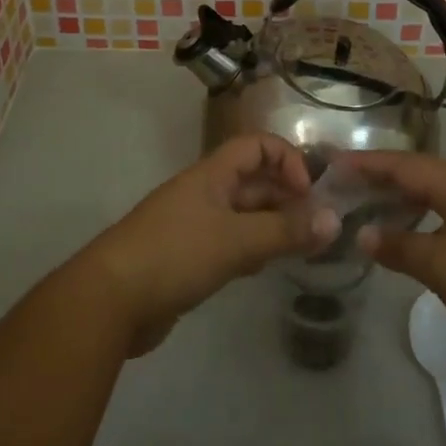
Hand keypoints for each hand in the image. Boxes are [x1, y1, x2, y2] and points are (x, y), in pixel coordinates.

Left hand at [81, 135, 340, 355]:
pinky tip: (264, 268)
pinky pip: (229, 242)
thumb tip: (334, 220)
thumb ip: (284, 231)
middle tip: (317, 225)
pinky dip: (251, 248)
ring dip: (272, 223)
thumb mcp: (236, 241)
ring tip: (301, 247)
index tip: (308, 193)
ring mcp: (194, 225)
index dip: (286, 159)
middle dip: (285, 195)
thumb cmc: (175, 254)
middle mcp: (204, 192)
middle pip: (252, 180)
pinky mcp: (187, 257)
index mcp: (212, 174)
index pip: (256, 145)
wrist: (110, 299)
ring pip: (243, 214)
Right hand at [350, 152, 445, 376]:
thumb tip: (364, 234)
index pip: (406, 165)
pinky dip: (420, 219)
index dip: (370, 162)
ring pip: (435, 197)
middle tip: (345, 181)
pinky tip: (408, 236)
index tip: (336, 161)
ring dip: (402, 198)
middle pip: (420, 175)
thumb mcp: (442, 267)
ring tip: (369, 204)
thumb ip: (401, 247)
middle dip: (383, 176)